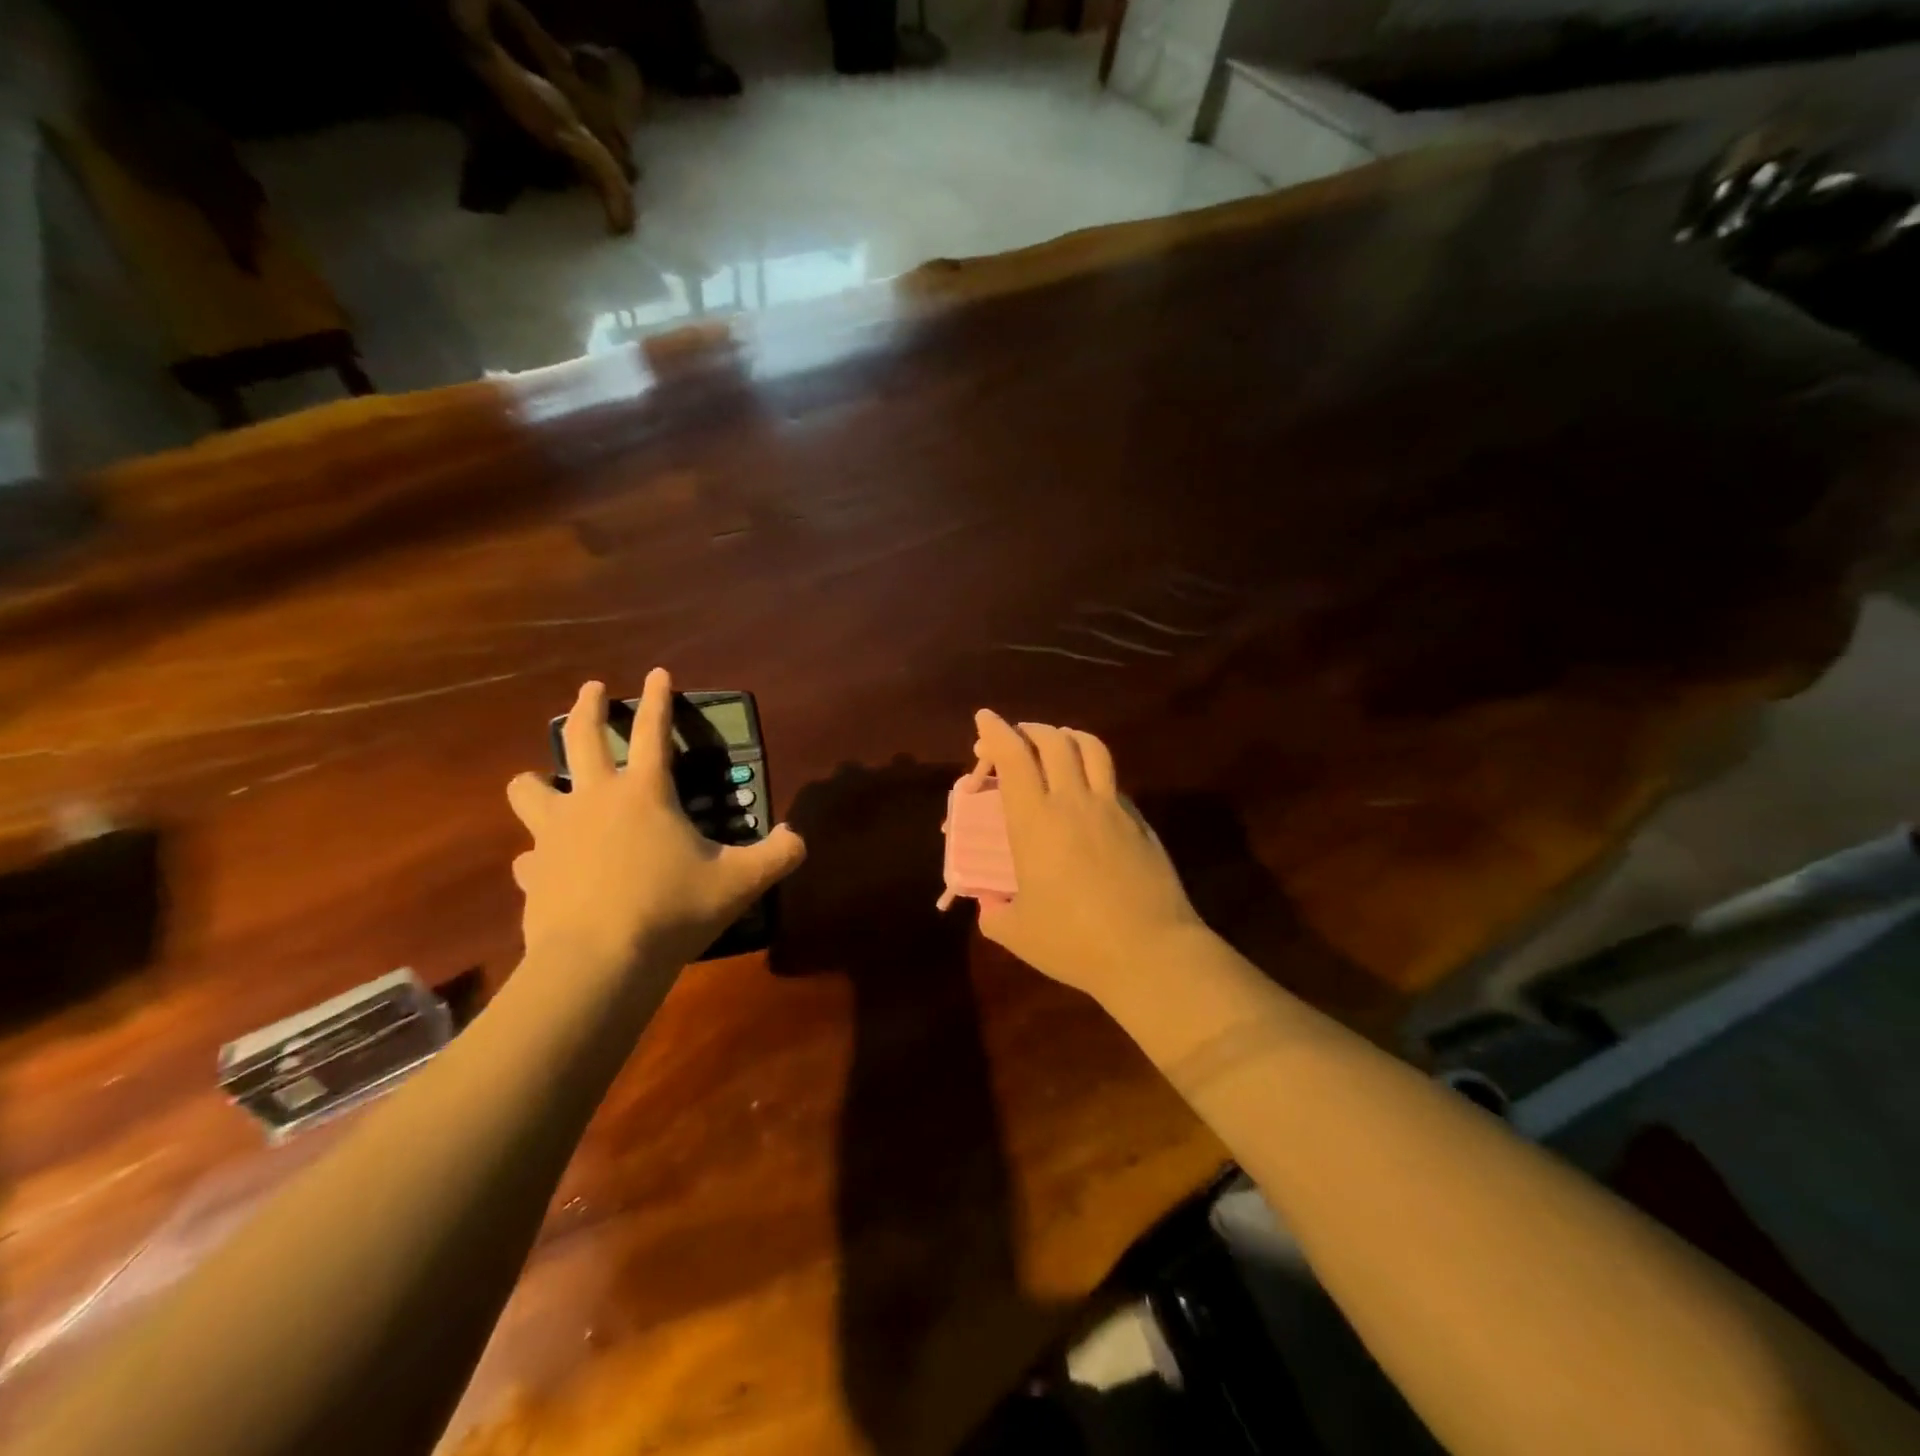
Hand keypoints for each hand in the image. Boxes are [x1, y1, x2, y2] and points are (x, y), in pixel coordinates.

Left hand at [507, 672, 805, 977]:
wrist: (599, 963)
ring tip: (542, 781)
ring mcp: (555, 835)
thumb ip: (777, 855)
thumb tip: (798, 838)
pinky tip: (546, 864)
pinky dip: (539, 854)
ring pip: (529, 788)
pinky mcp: (533, 873)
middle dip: (587, 706)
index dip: (658, 699)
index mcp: (645, 793)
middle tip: (590, 689)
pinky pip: (529, 854)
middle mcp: (594, 800)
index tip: (657, 672)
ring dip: (537, 779)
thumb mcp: (740, 882)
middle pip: (582, 737)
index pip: (655, 732)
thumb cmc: (672, 909)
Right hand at [969, 710, 1206, 1002]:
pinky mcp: (1139, 822)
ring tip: (1055, 744)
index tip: (984, 718)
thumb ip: (994, 913)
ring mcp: (1112, 807)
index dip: (995, 732)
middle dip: (1029, 729)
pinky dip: (1093, 771)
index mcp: (1035, 820)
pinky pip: (1112, 780)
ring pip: (1091, 748)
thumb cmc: (1075, 942)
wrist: (1150, 952)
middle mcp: (1074, 801)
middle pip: (1053, 741)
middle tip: (1015, 738)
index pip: (1014, 757)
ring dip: (1067, 737)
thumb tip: (989, 906)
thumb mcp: (1017, 933)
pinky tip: (1088, 793)